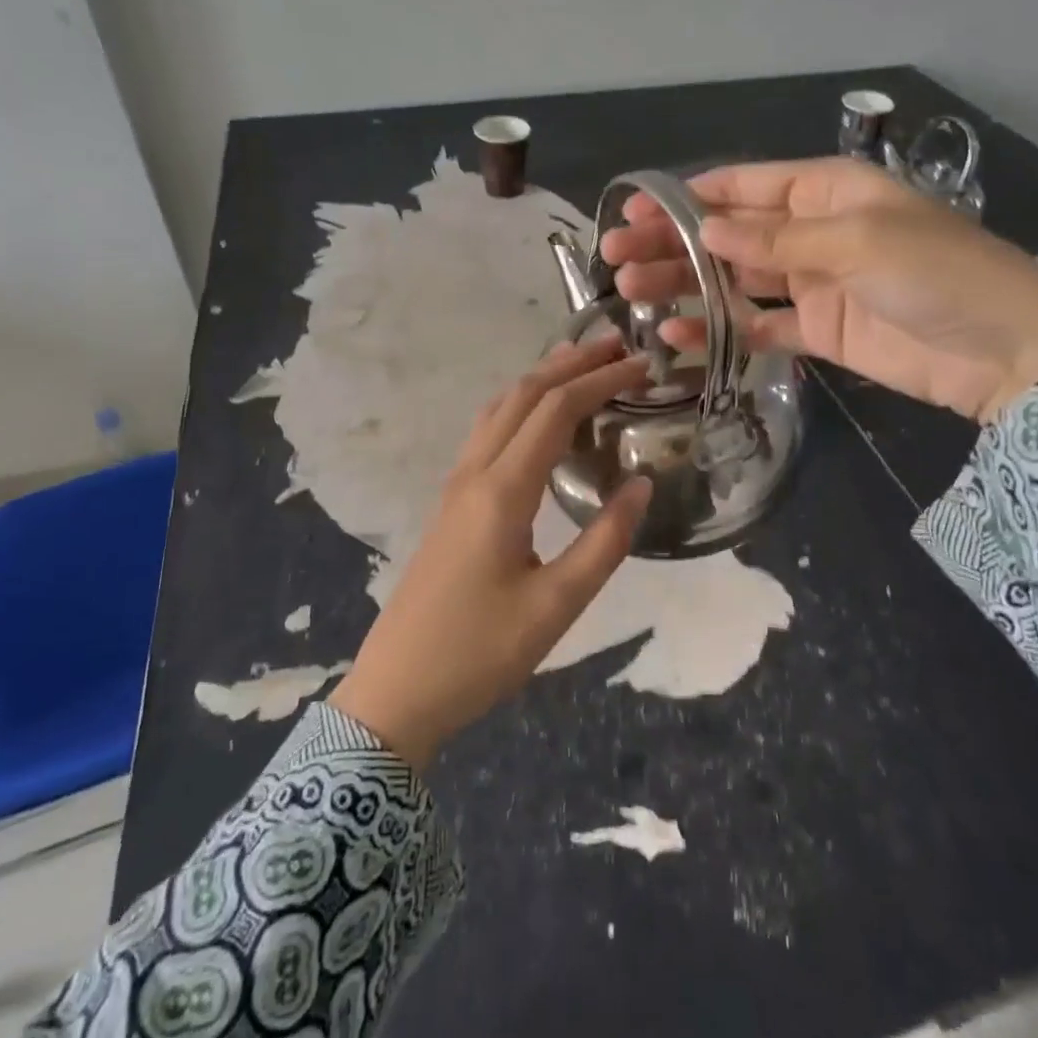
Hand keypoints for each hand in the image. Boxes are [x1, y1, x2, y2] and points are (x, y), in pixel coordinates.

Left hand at [328, 338, 652, 768]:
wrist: (396, 690)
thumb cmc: (479, 653)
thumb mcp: (556, 606)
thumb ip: (604, 542)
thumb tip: (641, 483)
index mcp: (503, 490)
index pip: (556, 411)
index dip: (600, 381)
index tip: (641, 367)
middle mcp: (475, 472)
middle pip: (523, 395)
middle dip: (571, 364)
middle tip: (617, 346)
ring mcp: (456, 484)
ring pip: (499, 408)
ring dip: (541, 378)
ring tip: (581, 365)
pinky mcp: (451, 502)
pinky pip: (487, 431)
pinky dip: (520, 405)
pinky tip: (536, 418)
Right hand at [598, 157, 1037, 423]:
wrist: (1004, 354)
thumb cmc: (938, 275)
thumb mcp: (858, 242)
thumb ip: (777, 240)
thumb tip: (707, 230)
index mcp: (826, 192)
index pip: (744, 185)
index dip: (687, 197)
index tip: (636, 211)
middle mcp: (812, 232)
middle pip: (729, 234)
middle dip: (673, 242)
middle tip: (616, 258)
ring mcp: (812, 283)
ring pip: (734, 280)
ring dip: (685, 285)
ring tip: (633, 293)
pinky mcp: (816, 331)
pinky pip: (757, 325)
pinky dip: (720, 328)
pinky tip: (678, 332)